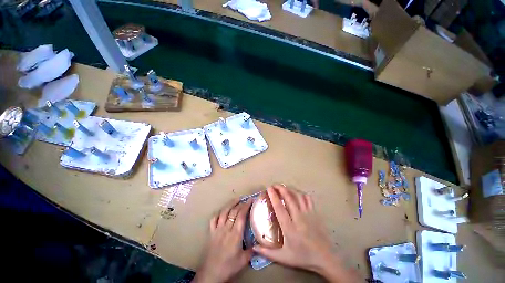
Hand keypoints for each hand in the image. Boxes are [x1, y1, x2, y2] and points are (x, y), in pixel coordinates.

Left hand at [192, 199, 252, 282]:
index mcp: (235, 234)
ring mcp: (217, 229)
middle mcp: (226, 228)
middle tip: (245, 199)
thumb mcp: (243, 260)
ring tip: (236, 199)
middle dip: (240, 203)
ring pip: (224, 212)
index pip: (241, 215)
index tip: (250, 200)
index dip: (246, 206)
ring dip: (230, 204)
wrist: (211, 273)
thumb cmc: (228, 267)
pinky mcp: (211, 232)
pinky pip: (213, 219)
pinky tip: (222, 211)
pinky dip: (218, 213)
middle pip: (233, 211)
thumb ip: (251, 250)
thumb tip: (258, 243)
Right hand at [253, 185, 359, 282]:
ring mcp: (308, 214)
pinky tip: (297, 194)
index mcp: (289, 227)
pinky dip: (301, 194)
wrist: (324, 258)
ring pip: (298, 196)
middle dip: (280, 188)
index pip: (279, 207)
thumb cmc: (303, 257)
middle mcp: (298, 218)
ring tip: (284, 187)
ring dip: (290, 189)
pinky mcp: (315, 213)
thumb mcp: (284, 258)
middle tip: (274, 185)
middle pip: (289, 197)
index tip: (269, 188)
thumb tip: (253, 247)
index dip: (273, 196)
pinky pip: (308, 199)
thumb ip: (267, 253)